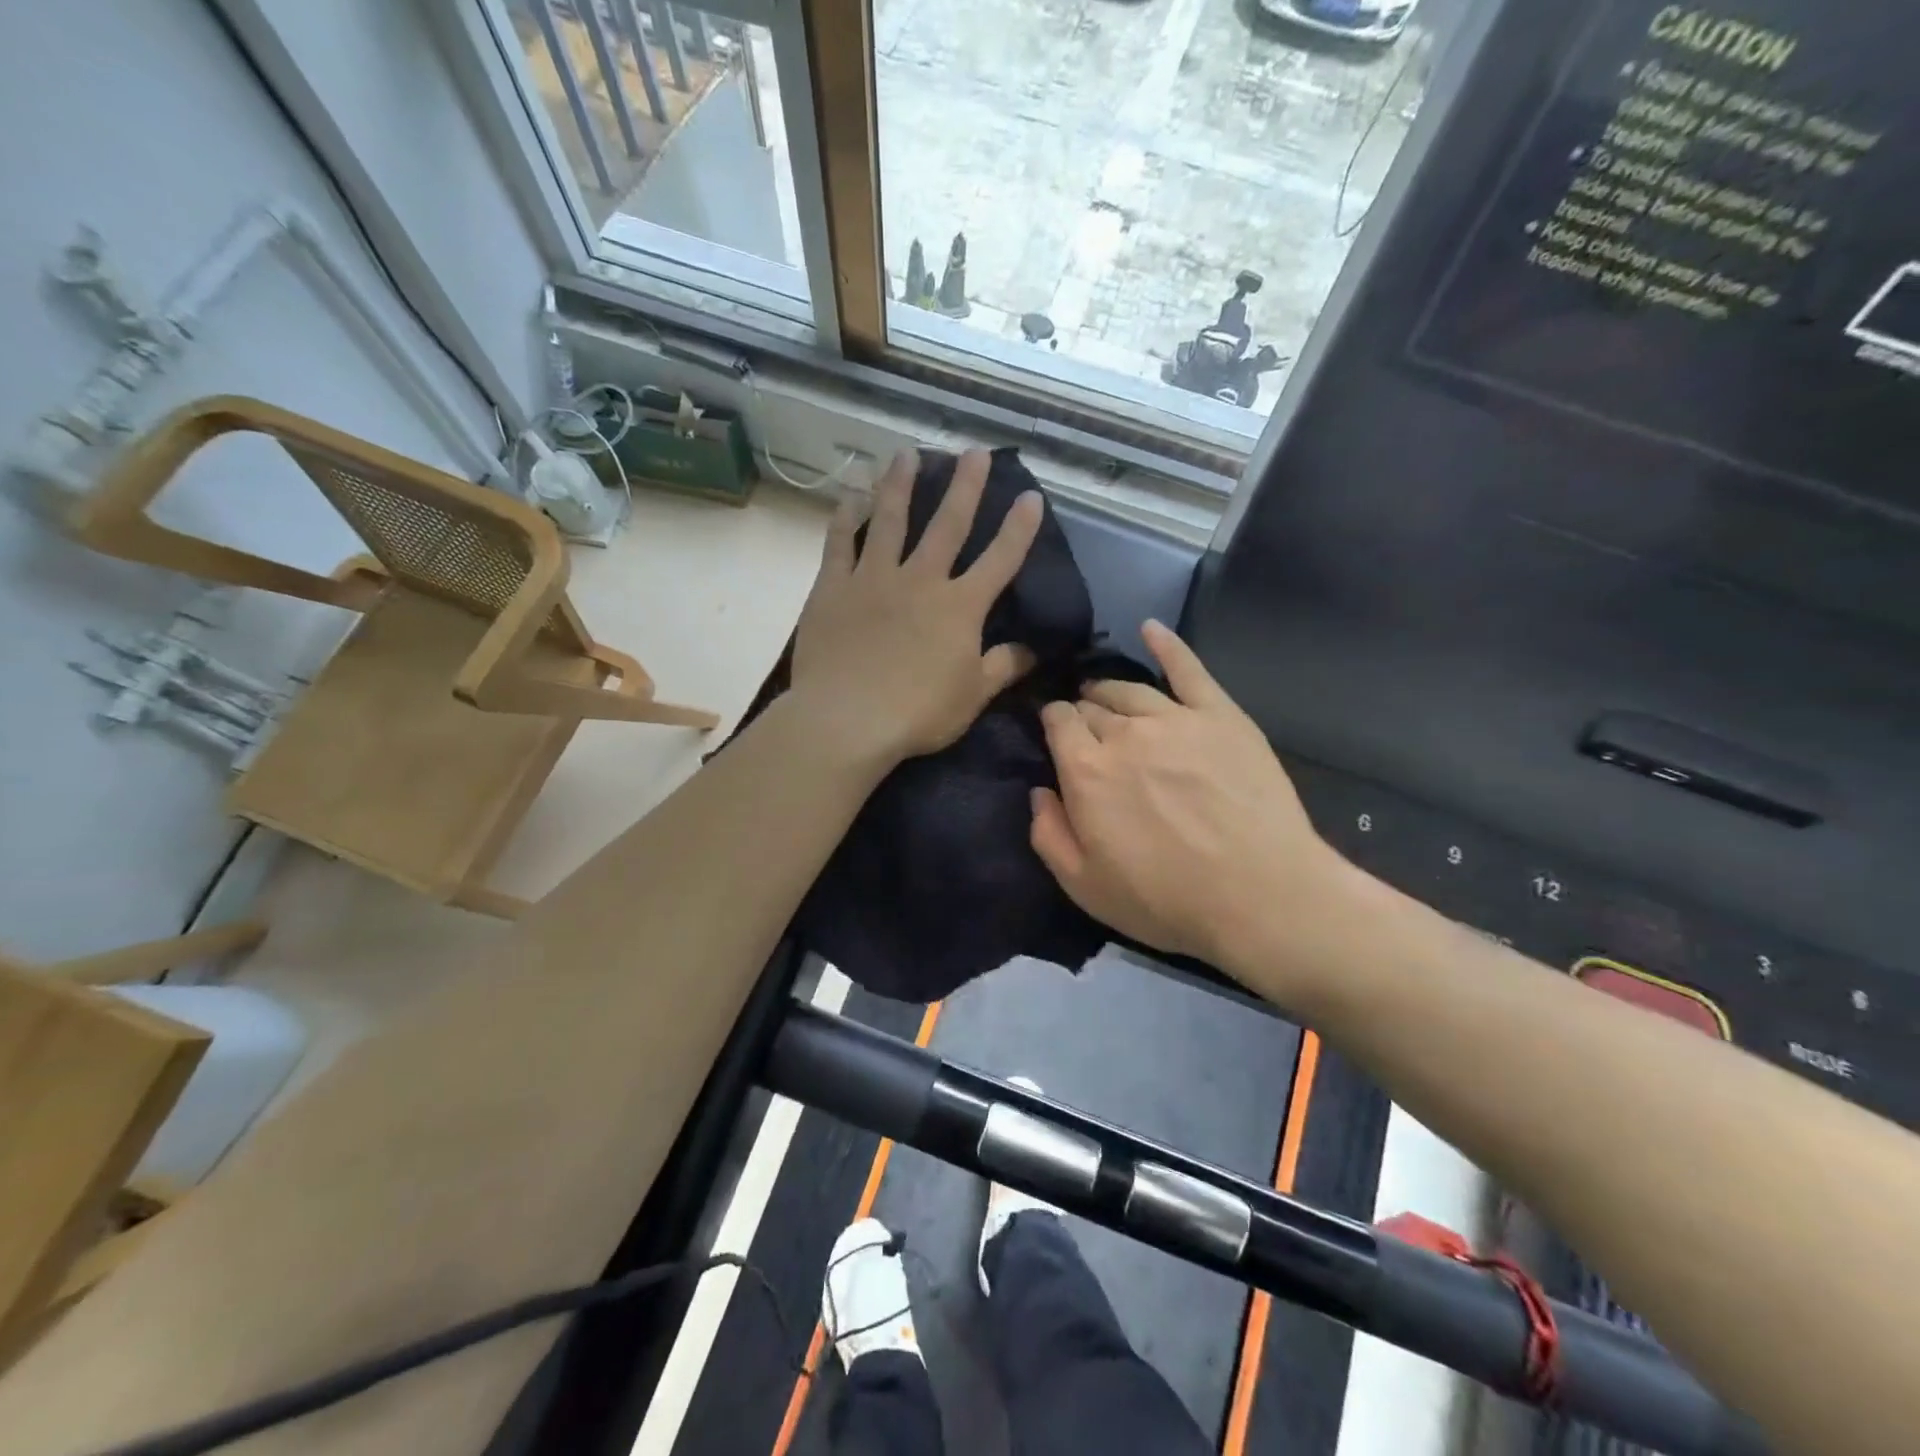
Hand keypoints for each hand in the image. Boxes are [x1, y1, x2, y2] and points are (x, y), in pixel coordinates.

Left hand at [789, 448, 1042, 766]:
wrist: (847, 720)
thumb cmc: (918, 713)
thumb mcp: (973, 696)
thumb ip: (1003, 667)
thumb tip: (1033, 649)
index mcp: (960, 606)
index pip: (1000, 560)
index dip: (1019, 528)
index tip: (1031, 497)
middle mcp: (921, 580)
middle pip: (947, 524)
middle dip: (965, 486)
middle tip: (973, 452)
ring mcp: (874, 578)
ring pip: (890, 520)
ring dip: (901, 484)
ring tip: (908, 453)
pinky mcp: (834, 587)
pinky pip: (840, 542)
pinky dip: (846, 516)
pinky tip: (851, 494)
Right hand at [1029, 621, 1346, 976]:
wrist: (1260, 896)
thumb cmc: (1166, 900)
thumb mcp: (1084, 886)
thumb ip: (1048, 834)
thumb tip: (1039, 791)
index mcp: (1085, 770)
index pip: (1058, 723)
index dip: (1053, 723)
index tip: (1056, 733)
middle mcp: (1124, 733)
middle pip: (1091, 705)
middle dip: (1081, 711)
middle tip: (1086, 729)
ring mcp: (1175, 718)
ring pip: (1129, 689)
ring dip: (1110, 689)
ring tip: (1105, 695)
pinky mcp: (1220, 716)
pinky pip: (1188, 669)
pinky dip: (1167, 645)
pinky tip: (1151, 629)